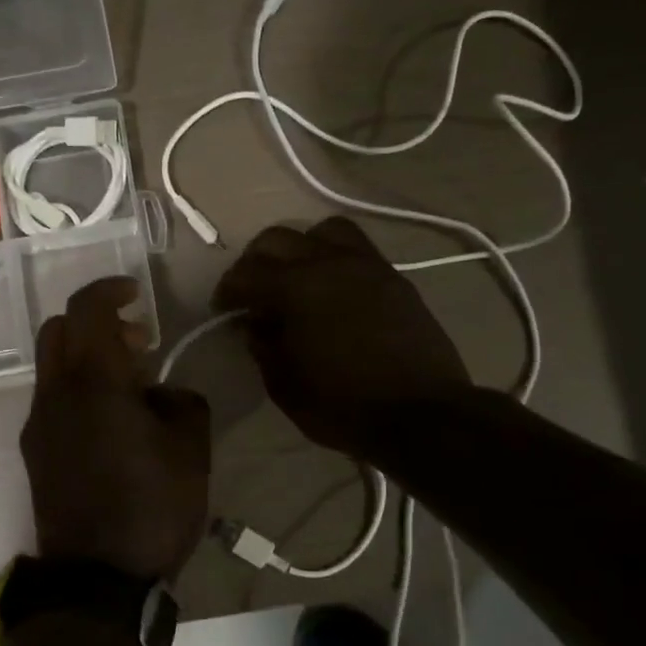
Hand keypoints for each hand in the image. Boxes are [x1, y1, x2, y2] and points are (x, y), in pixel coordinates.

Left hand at [21, 277, 211, 581]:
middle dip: (96, 323)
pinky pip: (53, 400)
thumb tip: (162, 393)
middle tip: (139, 344)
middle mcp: (54, 394)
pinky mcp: (34, 452)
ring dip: (87, 358)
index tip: (137, 294)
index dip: (110, 289)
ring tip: (133, 388)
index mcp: (92, 382)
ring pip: (53, 366)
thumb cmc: (151, 508)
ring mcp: (37, 424)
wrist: (96, 579)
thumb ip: (182, 401)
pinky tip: (112, 423)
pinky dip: (78, 389)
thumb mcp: (191, 449)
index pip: (86, 309)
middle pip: (58, 330)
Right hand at [213, 217, 470, 458]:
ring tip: (297, 277)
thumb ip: (263, 346)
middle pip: (279, 239)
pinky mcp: (395, 279)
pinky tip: (333, 290)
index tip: (223, 309)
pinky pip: (358, 250)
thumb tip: (256, 324)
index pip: (246, 273)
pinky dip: (335, 259)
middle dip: (256, 261)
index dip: (228, 291)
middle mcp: (330, 263)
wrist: (422, 415)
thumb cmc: (343, 406)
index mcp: (297, 288)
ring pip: (324, 231)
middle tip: (252, 291)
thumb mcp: (285, 385)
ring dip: (301, 247)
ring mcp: (368, 266)